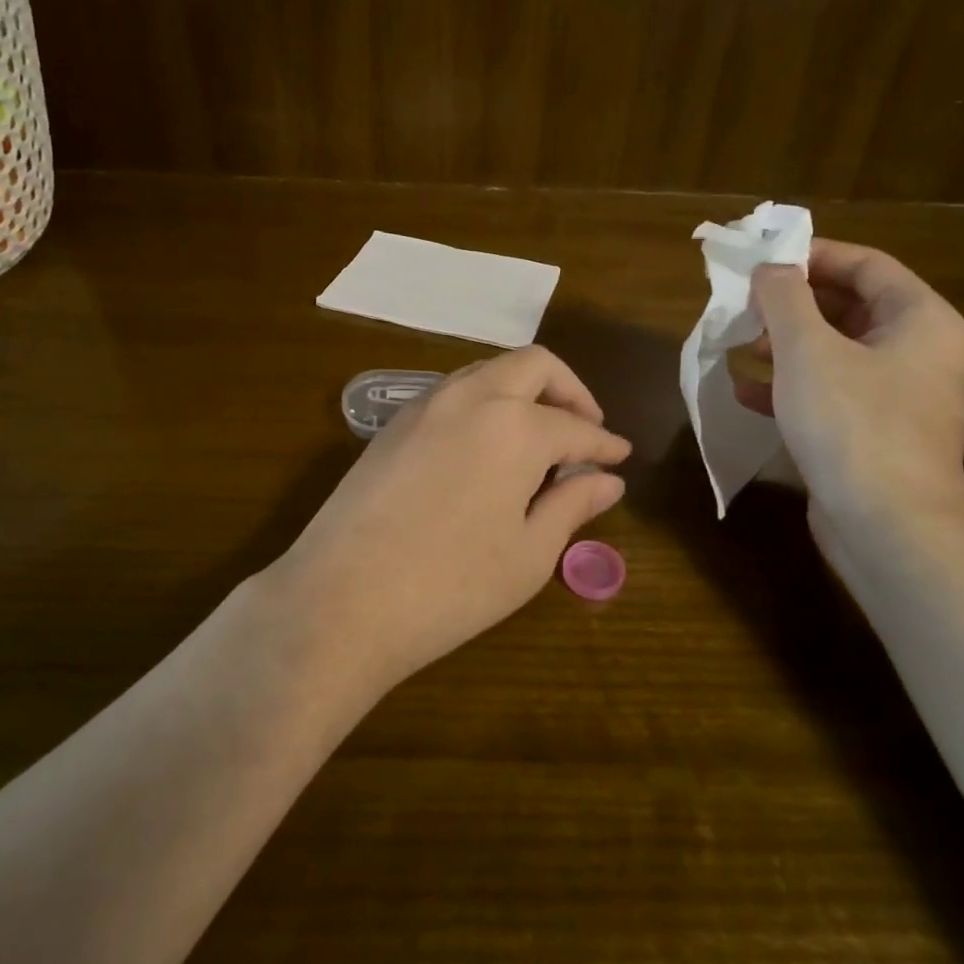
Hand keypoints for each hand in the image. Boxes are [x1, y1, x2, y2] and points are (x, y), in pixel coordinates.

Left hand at [273, 346, 630, 689]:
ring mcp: (425, 405)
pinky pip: (453, 392)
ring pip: (488, 370)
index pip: (575, 427)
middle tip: (584, 430)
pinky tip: (486, 445)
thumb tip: (607, 480)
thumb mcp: (528, 555)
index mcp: (515, 426)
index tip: (622, 457)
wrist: (341, 599)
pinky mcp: (393, 424)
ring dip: (523, 390)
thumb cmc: (451, 586)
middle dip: (569, 390)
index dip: (604, 443)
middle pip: (533, 365)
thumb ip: (572, 506)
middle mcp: (471, 397)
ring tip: (538, 436)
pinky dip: (484, 402)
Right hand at [735, 240, 963, 549]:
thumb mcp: (808, 349)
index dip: (811, 255)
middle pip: (847, 307)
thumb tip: (770, 267)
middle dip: (790, 305)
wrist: (888, 528)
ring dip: (783, 346)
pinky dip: (788, 388)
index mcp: (919, 319)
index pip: (865, 264)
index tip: (761, 259)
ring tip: (738, 346)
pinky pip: (827, 393)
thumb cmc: (852, 424)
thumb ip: (784, 298)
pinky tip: (745, 393)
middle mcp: (916, 352)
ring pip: (833, 352)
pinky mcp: (871, 434)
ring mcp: (895, 397)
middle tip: (742, 304)